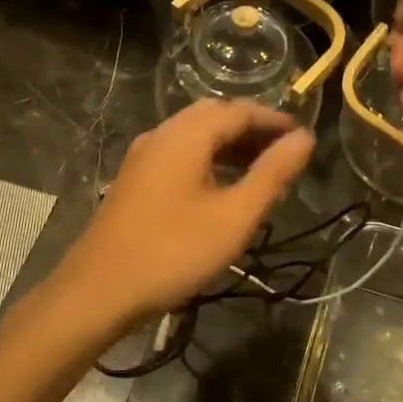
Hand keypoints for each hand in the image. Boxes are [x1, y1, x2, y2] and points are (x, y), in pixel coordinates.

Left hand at [54, 99, 314, 329]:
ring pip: (193, 137)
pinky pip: (178, 155)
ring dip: (229, 146)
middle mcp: (160, 135)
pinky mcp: (134, 181)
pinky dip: (207, 160)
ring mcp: (142, 158)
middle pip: (213, 117)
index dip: (274, 120)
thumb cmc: (173, 252)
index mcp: (185, 136)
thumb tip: (304, 138)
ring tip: (260, 172)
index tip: (303, 138)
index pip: (239, 110)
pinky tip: (221, 189)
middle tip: (283, 154)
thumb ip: (272, 174)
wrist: (98, 291)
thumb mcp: (234, 216)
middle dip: (251, 130)